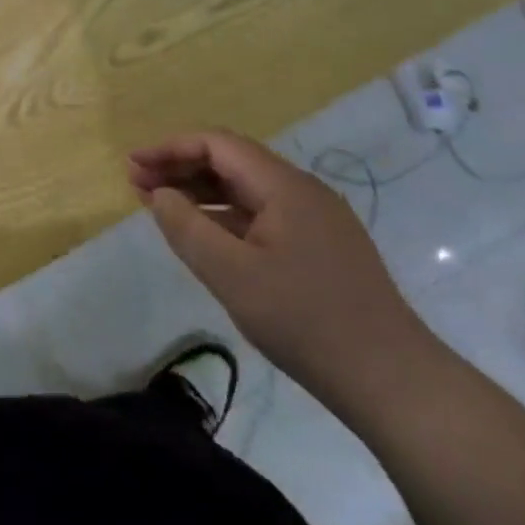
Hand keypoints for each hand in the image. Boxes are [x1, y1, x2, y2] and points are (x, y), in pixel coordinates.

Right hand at [129, 130, 442, 419]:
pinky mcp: (321, 247)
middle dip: (181, 167)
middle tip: (136, 183)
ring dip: (201, 192)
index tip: (133, 165)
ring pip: (247, 190)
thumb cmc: (305, 321)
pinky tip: (205, 234)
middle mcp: (302, 191)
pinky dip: (225, 216)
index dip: (170, 149)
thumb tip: (160, 194)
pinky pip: (262, 215)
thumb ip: (187, 228)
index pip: (218, 145)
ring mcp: (316, 220)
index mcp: (284, 186)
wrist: (391, 380)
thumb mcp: (231, 275)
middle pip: (232, 162)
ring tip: (160, 205)